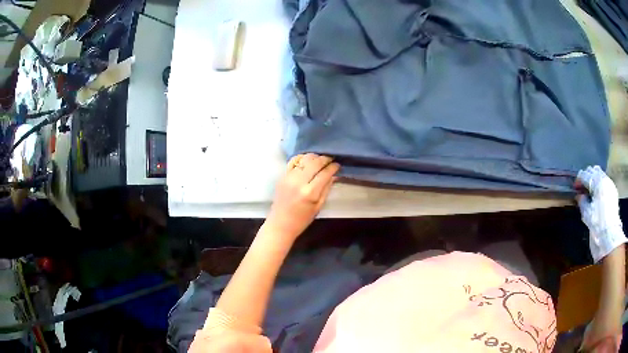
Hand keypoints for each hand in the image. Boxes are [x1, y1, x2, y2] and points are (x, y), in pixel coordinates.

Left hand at [264, 154, 339, 242]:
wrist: (280, 224)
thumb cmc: (302, 220)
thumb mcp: (318, 206)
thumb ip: (326, 189)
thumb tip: (333, 175)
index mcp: (310, 192)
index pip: (325, 173)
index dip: (333, 167)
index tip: (337, 165)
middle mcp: (299, 182)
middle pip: (314, 162)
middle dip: (324, 159)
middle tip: (330, 159)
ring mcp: (289, 178)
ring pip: (304, 159)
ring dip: (314, 157)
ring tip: (320, 160)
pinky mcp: (282, 176)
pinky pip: (294, 162)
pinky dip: (302, 159)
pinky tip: (308, 162)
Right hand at [575, 166, 626, 262]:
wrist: (609, 237)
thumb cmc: (597, 225)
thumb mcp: (587, 214)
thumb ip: (582, 201)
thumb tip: (579, 195)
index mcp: (598, 182)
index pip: (586, 175)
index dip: (579, 180)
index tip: (574, 188)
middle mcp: (605, 179)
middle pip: (594, 171)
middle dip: (587, 177)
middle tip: (582, 189)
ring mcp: (610, 185)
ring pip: (600, 175)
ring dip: (594, 181)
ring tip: (589, 193)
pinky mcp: (613, 192)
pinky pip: (605, 183)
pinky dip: (600, 186)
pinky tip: (597, 196)